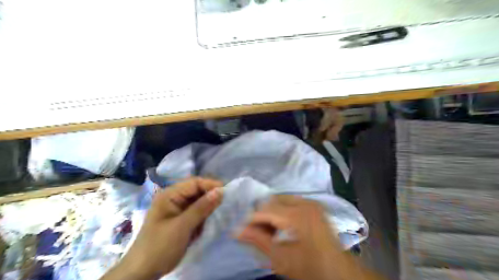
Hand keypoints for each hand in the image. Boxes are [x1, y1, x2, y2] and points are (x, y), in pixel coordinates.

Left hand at [101, 179, 222, 278]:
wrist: (143, 272)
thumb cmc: (160, 246)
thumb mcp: (182, 226)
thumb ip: (201, 208)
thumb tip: (220, 191)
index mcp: (169, 195)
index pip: (194, 183)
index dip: (211, 185)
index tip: (227, 192)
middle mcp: (174, 198)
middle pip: (197, 191)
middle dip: (210, 197)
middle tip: (225, 204)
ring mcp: (177, 209)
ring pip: (198, 201)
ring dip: (208, 207)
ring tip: (219, 213)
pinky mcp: (181, 219)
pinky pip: (196, 212)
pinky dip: (204, 216)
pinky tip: (210, 221)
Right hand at [237, 195, 371, 279]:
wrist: (338, 271)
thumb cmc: (309, 268)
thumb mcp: (281, 259)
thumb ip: (258, 241)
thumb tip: (237, 231)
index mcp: (297, 215)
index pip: (266, 210)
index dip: (251, 219)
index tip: (241, 230)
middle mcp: (305, 203)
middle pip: (273, 201)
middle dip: (262, 215)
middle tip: (256, 231)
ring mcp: (311, 203)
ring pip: (281, 199)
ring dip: (271, 212)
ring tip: (268, 230)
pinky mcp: (314, 206)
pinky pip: (291, 202)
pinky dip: (282, 211)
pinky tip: (281, 226)